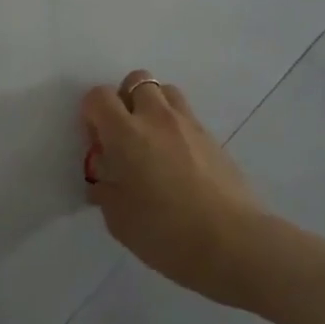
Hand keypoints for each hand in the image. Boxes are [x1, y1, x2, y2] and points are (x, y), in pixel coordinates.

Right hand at [81, 69, 265, 304]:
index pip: (99, 96)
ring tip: (152, 143)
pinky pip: (187, 116)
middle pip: (136, 80)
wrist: (233, 243)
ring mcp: (189, 124)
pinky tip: (178, 162)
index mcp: (126, 134)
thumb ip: (105, 190)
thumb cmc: (166, 233)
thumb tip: (104, 177)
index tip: (97, 143)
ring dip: (153, 107)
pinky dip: (176, 127)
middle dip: (124, 100)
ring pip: (166, 91)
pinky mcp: (213, 138)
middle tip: (124, 137)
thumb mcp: (119, 220)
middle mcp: (156, 118)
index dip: (91, 113)